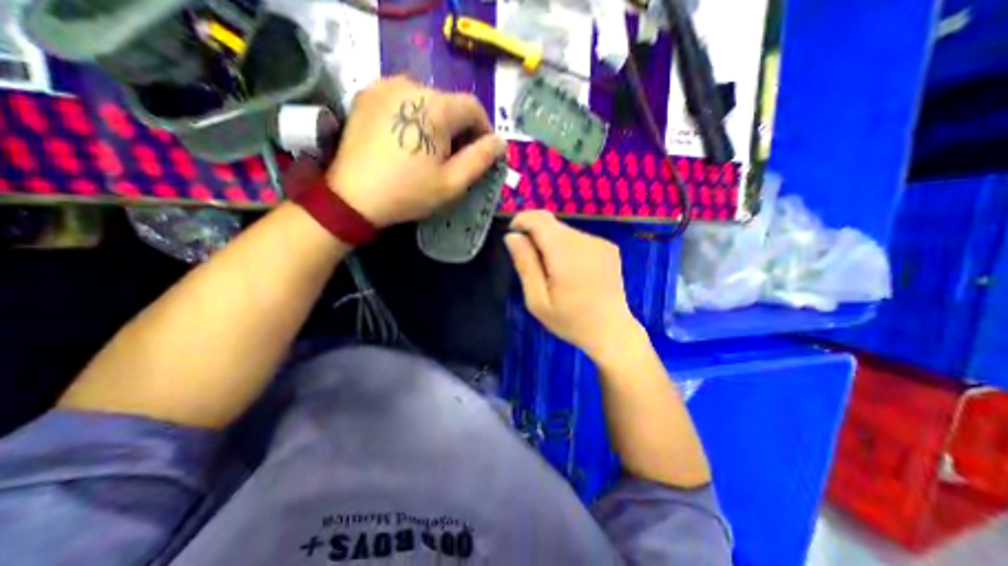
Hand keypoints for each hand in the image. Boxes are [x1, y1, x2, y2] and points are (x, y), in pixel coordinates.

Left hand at [330, 76, 508, 226]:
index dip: (484, 129)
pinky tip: (410, 140)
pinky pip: (404, 100)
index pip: (473, 107)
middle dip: (460, 129)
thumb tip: (501, 142)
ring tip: (433, 150)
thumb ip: (481, 159)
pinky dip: (416, 117)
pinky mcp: (367, 94)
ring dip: (439, 123)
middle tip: (457, 157)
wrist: (352, 197)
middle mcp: (410, 84)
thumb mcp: (453, 182)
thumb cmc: (408, 192)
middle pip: (449, 103)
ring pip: (427, 101)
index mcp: (434, 107)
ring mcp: (384, 86)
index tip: (483, 152)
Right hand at [503, 210, 644, 360]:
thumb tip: (512, 236)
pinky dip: (568, 248)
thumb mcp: (538, 300)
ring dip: (552, 243)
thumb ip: (525, 264)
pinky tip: (573, 271)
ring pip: (565, 231)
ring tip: (555, 273)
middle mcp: (585, 241)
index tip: (514, 235)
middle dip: (537, 237)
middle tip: (534, 266)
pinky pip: (579, 238)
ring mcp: (600, 242)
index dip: (522, 220)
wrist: (612, 331)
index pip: (540, 219)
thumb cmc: (570, 321)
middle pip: (552, 224)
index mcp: (565, 254)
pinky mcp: (609, 247)